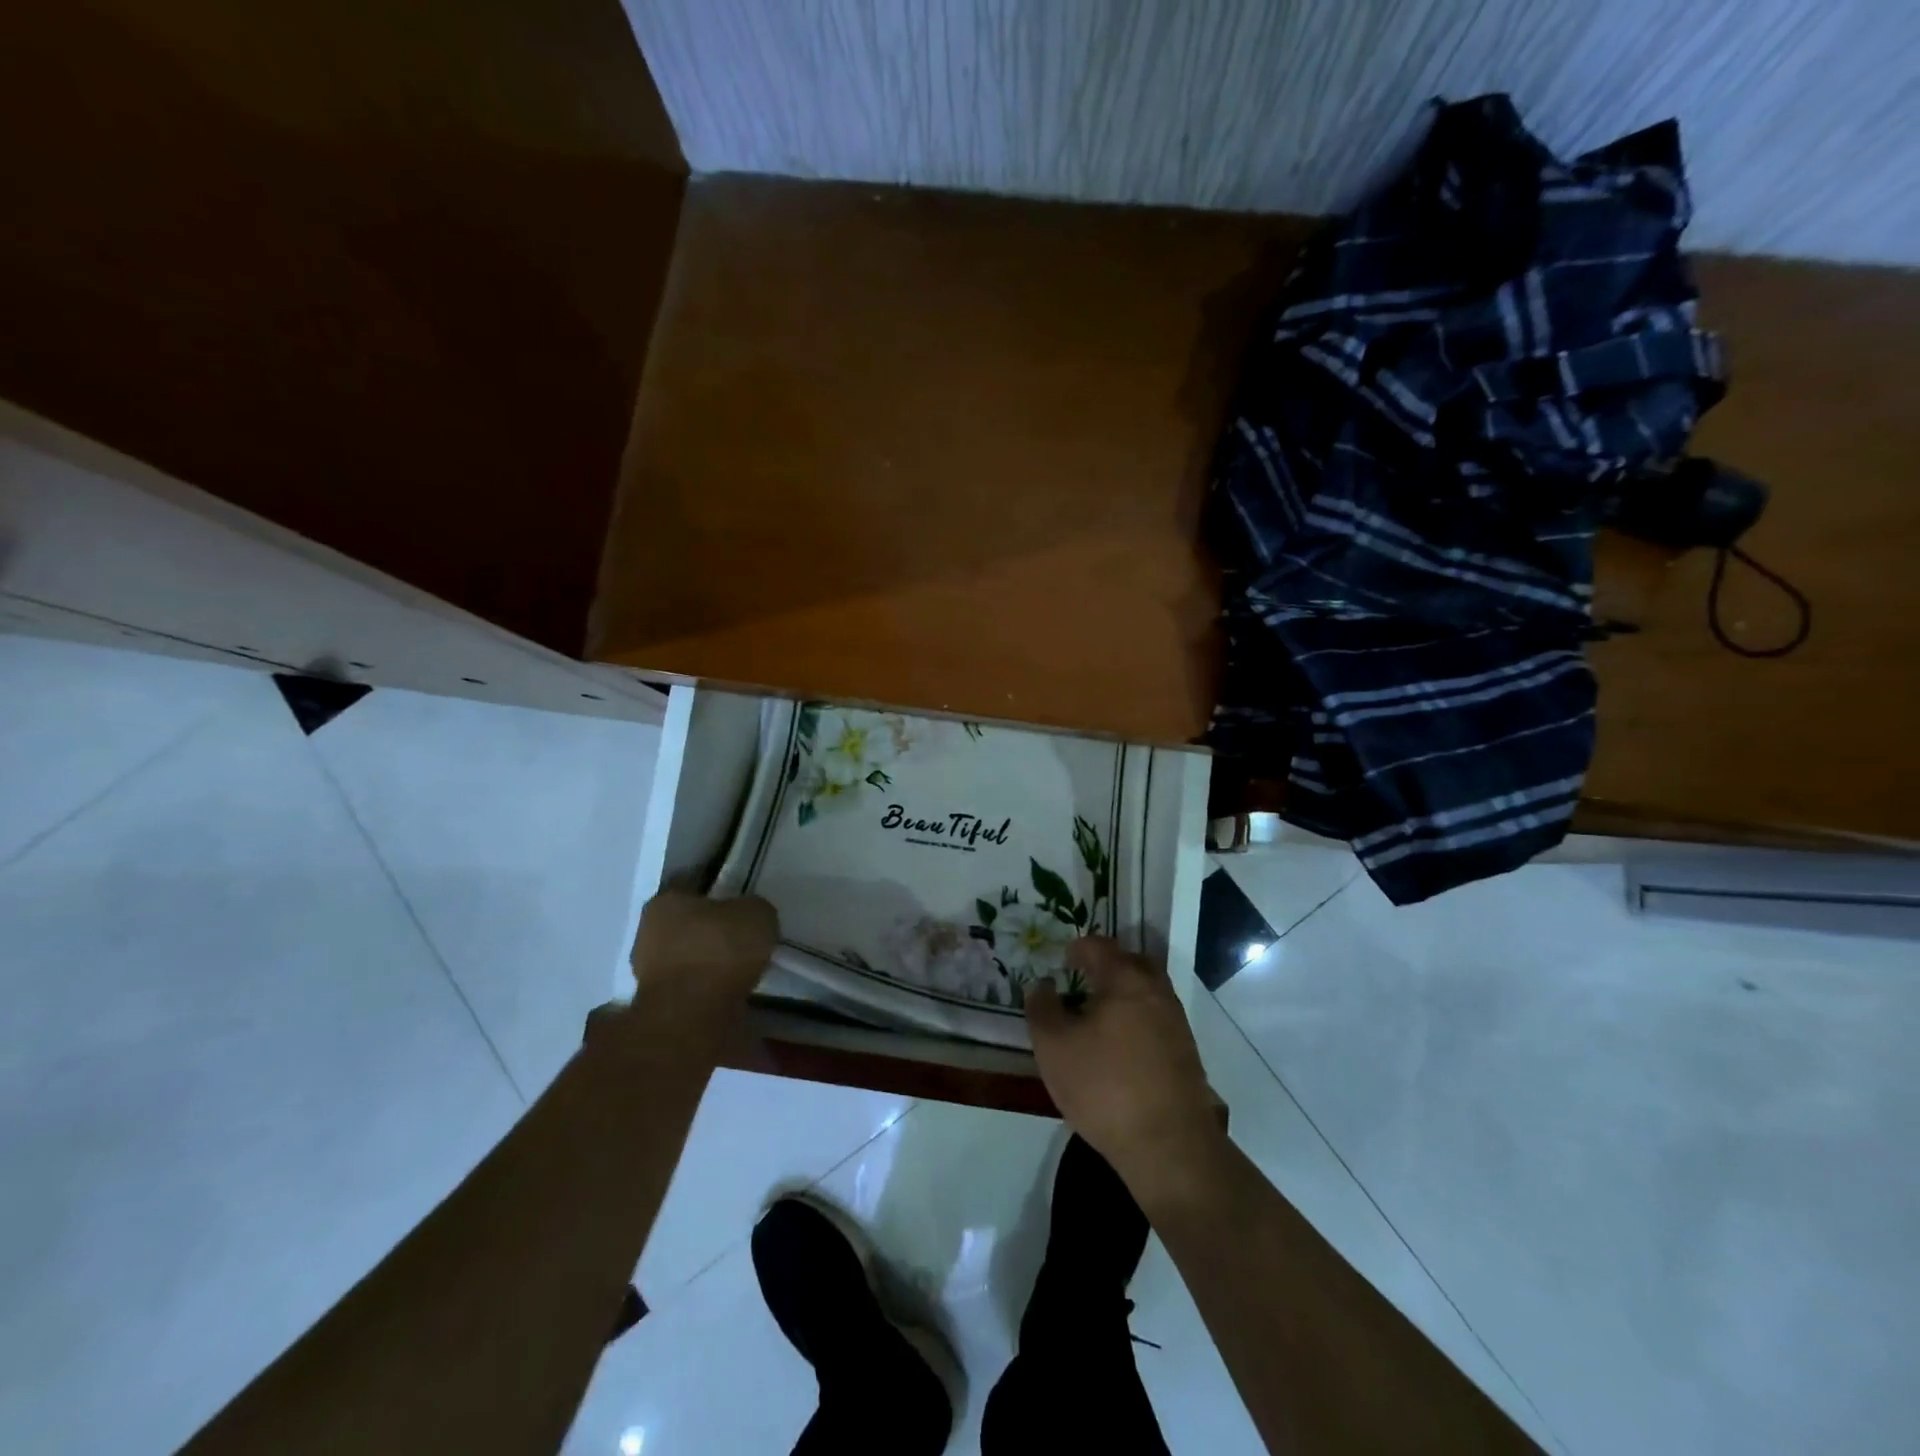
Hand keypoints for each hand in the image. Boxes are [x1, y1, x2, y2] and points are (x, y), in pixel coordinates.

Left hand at [626, 890, 777, 1045]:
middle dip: (713, 930)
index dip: (721, 892)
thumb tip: (749, 917)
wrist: (694, 1016)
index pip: (694, 886)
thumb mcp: (757, 914)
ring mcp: (648, 971)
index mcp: (665, 901)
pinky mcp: (658, 1005)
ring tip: (743, 968)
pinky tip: (732, 990)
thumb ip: (753, 909)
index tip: (743, 903)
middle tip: (745, 937)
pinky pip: (692, 986)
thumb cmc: (721, 950)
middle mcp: (647, 931)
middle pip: (688, 924)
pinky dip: (709, 988)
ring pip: (688, 957)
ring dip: (710, 962)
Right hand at [1025, 937, 1223, 1209]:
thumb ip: (1042, 1009)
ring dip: (1126, 992)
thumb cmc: (1104, 1086)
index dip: (1079, 948)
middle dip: (1109, 964)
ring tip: (1100, 1012)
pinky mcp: (1186, 1053)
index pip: (1101, 947)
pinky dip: (1139, 1018)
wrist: (1169, 1145)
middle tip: (1085, 977)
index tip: (1064, 958)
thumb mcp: (1054, 1048)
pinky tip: (1122, 1043)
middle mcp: (1156, 992)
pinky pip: (1158, 1019)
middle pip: (1134, 963)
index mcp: (1126, 980)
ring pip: (1149, 991)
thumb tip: (1042, 985)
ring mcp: (1176, 1023)